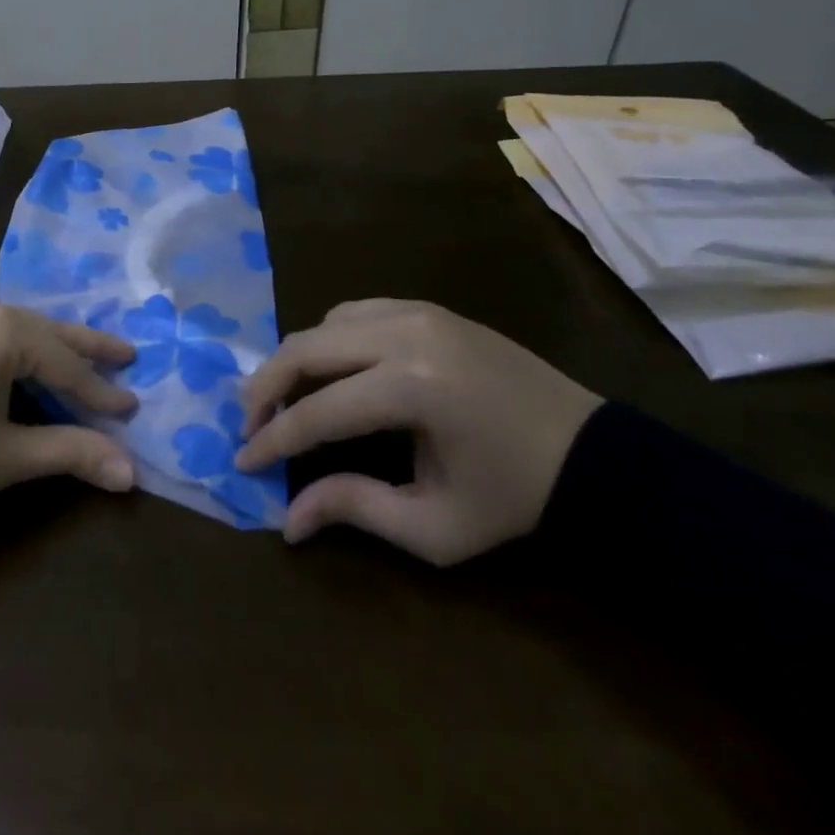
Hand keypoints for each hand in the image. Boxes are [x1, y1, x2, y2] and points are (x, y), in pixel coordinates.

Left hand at [0, 290, 138, 502]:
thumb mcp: (4, 455)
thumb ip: (69, 453)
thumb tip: (130, 472)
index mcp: (4, 331)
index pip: (66, 365)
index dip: (99, 391)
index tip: (131, 406)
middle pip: (45, 330)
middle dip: (85, 348)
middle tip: (125, 354)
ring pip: (13, 325)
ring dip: (45, 344)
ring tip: (74, 357)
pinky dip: (9, 343)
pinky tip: (14, 357)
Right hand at [233, 300, 602, 564]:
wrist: (593, 454)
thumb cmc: (514, 499)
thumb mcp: (436, 527)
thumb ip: (356, 510)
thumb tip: (288, 519)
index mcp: (414, 390)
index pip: (317, 411)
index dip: (273, 440)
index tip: (242, 462)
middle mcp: (407, 335)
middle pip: (305, 350)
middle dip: (265, 388)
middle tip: (247, 424)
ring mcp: (417, 312)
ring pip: (323, 325)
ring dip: (293, 361)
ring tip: (283, 399)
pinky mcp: (425, 307)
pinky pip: (353, 313)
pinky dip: (327, 340)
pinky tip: (331, 371)